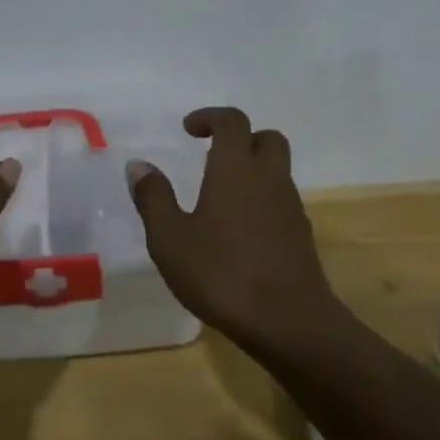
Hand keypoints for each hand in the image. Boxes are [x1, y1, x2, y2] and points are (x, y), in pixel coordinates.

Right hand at [127, 107, 337, 338]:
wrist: (289, 323)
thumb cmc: (222, 274)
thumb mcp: (170, 239)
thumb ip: (153, 198)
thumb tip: (138, 165)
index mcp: (235, 170)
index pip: (232, 122)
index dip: (210, 117)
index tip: (188, 129)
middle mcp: (269, 179)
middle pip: (266, 138)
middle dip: (240, 138)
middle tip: (211, 154)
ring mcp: (291, 207)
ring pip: (277, 170)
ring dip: (252, 169)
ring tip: (219, 196)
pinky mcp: (301, 235)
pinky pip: (281, 200)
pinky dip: (261, 199)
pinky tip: (239, 230)